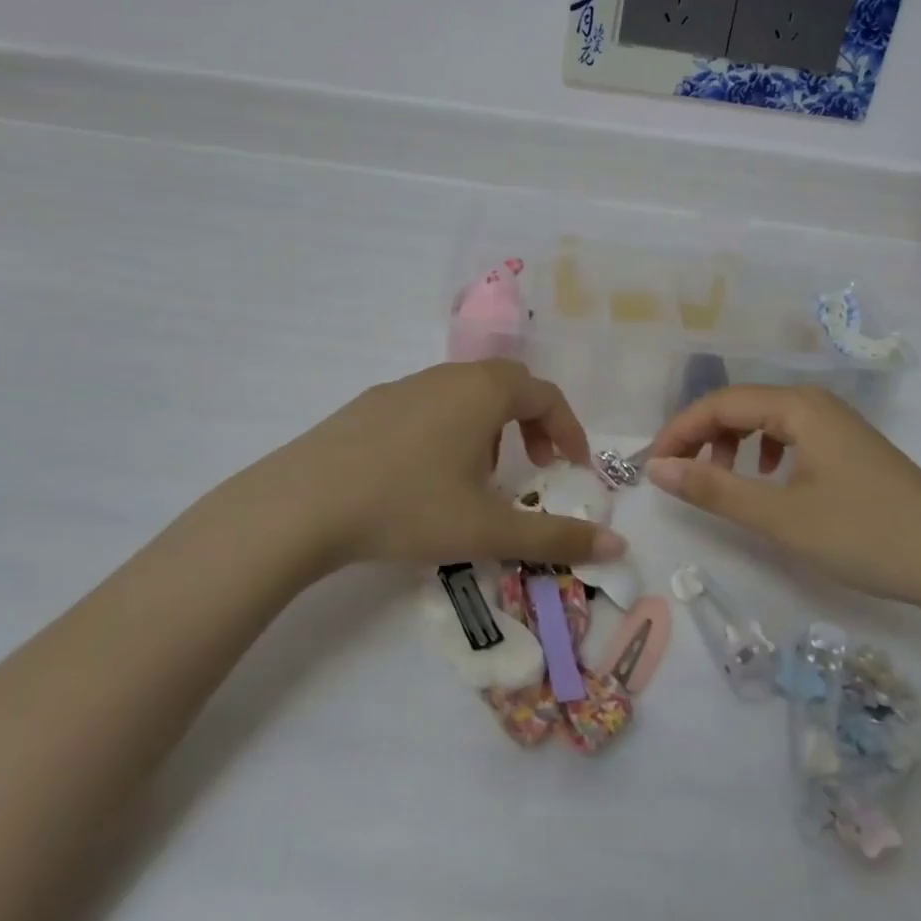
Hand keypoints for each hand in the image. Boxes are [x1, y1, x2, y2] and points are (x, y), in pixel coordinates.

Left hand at [242, 360, 625, 573]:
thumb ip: (555, 537)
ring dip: (492, 424)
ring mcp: (407, 384)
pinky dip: (452, 426)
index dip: (569, 430)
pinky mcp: (373, 402)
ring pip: (467, 392)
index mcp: (484, 391)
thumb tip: (617, 544)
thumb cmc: (408, 506)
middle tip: (538, 465)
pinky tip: (429, 473)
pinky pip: (431, 402)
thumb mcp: (487, 529)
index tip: (574, 469)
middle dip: (534, 422)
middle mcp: (449, 376)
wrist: (303, 502)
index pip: (546, 395)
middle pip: (509, 384)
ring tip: (484, 474)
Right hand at [643, 385, 920, 610]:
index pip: (719, 403)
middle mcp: (816, 402)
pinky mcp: (850, 448)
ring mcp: (837, 424)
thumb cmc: (865, 536)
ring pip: (766, 420)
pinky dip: (764, 453)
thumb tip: (656, 468)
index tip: (652, 466)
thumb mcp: (780, 517)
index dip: (679, 430)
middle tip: (677, 474)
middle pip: (741, 405)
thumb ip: (713, 488)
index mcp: (797, 406)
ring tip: (719, 479)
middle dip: (702, 436)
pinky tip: (768, 481)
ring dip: (731, 444)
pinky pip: (791, 436)